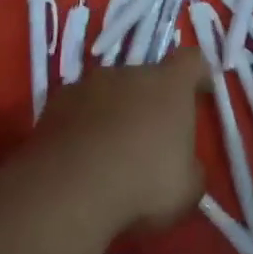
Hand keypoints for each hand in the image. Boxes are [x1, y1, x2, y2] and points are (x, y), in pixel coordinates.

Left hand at [32, 50, 209, 230]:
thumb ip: (191, 169)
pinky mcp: (52, 108)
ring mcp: (86, 86)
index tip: (200, 93)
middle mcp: (128, 74)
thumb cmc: (143, 183)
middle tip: (150, 139)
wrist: (68, 192)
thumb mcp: (187, 188)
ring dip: (113, 114)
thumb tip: (186, 168)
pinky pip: (76, 113)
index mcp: (170, 84)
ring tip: (109, 154)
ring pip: (108, 94)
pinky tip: (80, 162)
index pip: (192, 61)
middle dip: (149, 102)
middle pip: (146, 78)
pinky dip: (81, 129)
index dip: (198, 75)